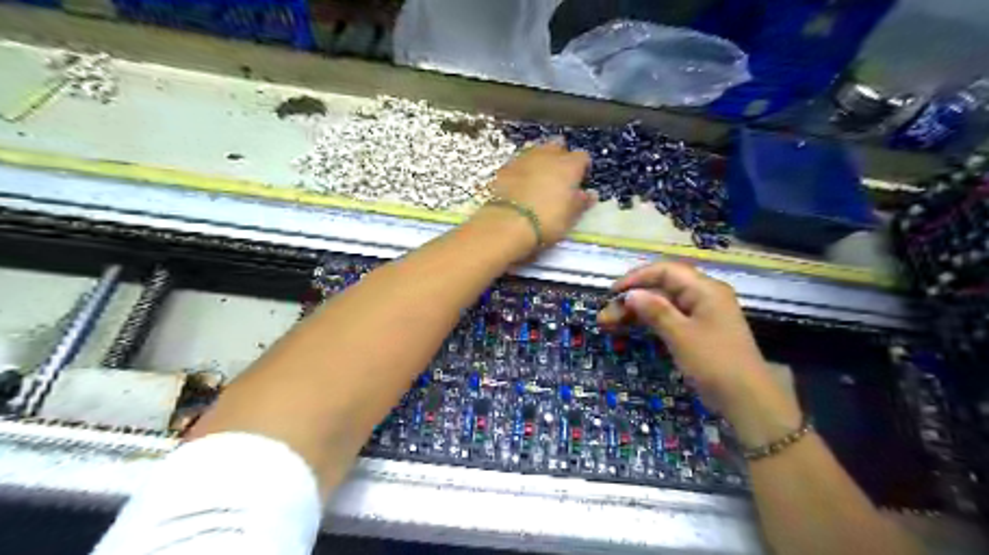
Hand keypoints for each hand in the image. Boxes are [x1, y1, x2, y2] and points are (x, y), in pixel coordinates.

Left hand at [484, 141, 589, 248]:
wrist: (509, 222)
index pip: (582, 157)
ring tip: (538, 177)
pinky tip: (519, 184)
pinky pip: (517, 163)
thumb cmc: (547, 220)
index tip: (580, 181)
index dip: (582, 168)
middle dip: (559, 157)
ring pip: (535, 150)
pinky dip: (520, 170)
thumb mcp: (570, 216)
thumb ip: (581, 202)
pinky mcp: (504, 168)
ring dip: (538, 160)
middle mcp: (547, 155)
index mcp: (569, 165)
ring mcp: (523, 158)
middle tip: (558, 176)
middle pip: (557, 146)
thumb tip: (589, 194)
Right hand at [598, 264, 776, 419]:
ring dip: (636, 311)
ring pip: (662, 303)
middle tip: (605, 316)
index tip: (613, 292)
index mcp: (705, 289)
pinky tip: (631, 327)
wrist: (747, 399)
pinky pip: (669, 317)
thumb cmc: (715, 362)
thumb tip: (630, 294)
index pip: (665, 271)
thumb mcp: (681, 335)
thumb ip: (655, 311)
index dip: (636, 278)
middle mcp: (703, 295)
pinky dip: (649, 321)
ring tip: (609, 323)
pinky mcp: (698, 330)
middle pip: (661, 287)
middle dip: (632, 298)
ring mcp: (701, 313)